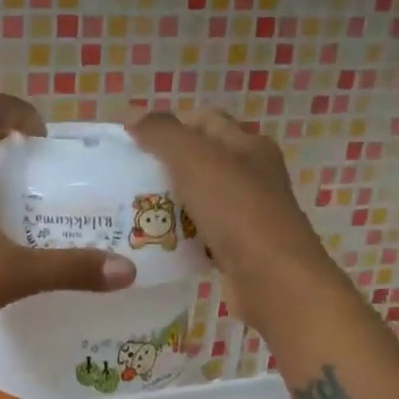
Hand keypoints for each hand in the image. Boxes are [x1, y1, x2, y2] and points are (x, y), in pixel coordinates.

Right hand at [129, 109, 335, 330]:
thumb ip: (163, 134)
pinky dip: (179, 237)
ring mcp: (247, 215)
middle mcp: (253, 176)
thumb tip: (133, 118)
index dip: (170, 125)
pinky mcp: (238, 249)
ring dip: (169, 204)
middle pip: (201, 161)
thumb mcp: (196, 160)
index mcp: (249, 146)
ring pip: (199, 199)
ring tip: (132, 211)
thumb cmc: (237, 212)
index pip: (206, 120)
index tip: (134, 143)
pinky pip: (200, 235)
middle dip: (164, 166)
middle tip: (126, 178)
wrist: (273, 280)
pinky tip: (155, 243)